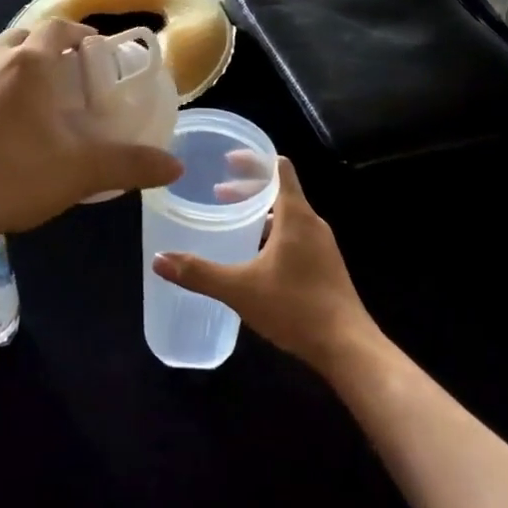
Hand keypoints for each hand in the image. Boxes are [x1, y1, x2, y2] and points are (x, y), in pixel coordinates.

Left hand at [0, 20, 182, 244]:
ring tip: (26, 100)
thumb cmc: (16, 175)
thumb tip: (175, 167)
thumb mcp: (81, 171)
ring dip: (10, 68)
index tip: (92, 49)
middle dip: (43, 47)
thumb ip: (130, 165)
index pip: (56, 28)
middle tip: (63, 74)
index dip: (77, 33)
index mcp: (26, 64)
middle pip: (20, 37)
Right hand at [152, 157, 377, 374]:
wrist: (348, 347)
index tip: (228, 160)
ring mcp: (323, 246)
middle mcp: (312, 223)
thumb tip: (159, 259)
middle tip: (218, 193)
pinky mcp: (326, 267)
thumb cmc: (295, 307)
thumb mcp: (240, 289)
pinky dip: (274, 233)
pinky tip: (256, 257)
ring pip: (288, 216)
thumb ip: (199, 273)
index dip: (254, 160)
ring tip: (234, 222)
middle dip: (249, 188)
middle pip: (280, 191)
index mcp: (296, 216)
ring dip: (261, 213)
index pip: (278, 168)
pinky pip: (296, 236)